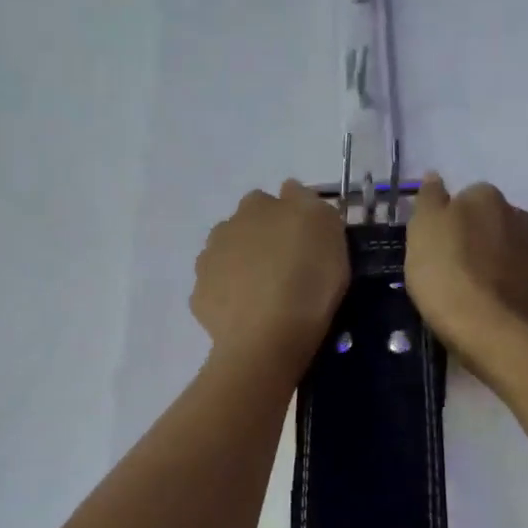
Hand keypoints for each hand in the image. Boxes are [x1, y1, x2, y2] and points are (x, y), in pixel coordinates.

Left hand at [191, 181, 349, 368]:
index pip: (272, 200)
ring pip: (228, 257)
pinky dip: (231, 298)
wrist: (267, 337)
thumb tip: (290, 190)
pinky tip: (249, 315)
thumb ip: (308, 202)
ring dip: (243, 267)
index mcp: (257, 205)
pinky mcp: (200, 298)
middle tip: (288, 267)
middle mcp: (226, 227)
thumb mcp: (328, 229)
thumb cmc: (307, 279)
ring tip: (267, 294)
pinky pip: (218, 291)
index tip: (306, 241)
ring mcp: (208, 263)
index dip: (289, 217)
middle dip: (261, 240)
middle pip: (246, 227)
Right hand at [405, 175, 527, 360]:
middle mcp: (520, 218)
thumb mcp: (421, 229)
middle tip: (450, 263)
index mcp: (488, 198)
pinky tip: (487, 304)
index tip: (436, 242)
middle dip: (477, 235)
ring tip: (470, 287)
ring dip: (494, 259)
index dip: (450, 218)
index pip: (468, 196)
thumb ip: (429, 198)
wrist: (486, 329)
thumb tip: (435, 176)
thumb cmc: (445, 271)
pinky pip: (520, 278)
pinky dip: (506, 285)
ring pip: (510, 249)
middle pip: (493, 220)